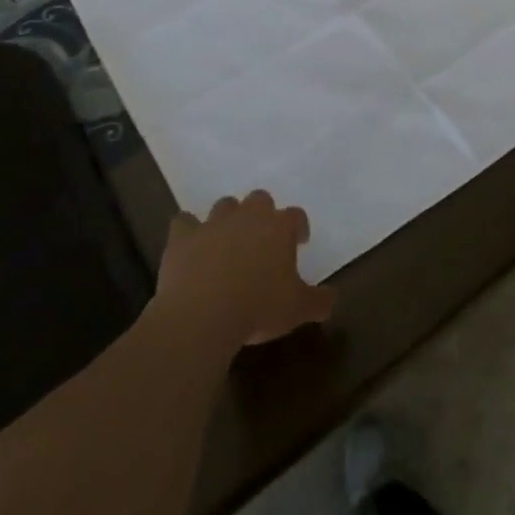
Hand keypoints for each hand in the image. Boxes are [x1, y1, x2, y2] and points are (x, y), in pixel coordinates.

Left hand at [156, 191, 335, 351]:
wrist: (202, 314)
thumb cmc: (258, 308)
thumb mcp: (298, 310)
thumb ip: (319, 301)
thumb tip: (332, 298)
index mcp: (279, 228)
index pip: (296, 216)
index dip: (299, 227)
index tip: (300, 241)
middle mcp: (248, 216)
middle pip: (260, 199)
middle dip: (263, 214)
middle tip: (263, 239)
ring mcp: (213, 223)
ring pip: (225, 205)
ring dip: (229, 218)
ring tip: (229, 240)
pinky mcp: (183, 237)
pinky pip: (184, 222)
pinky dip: (188, 230)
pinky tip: (190, 244)